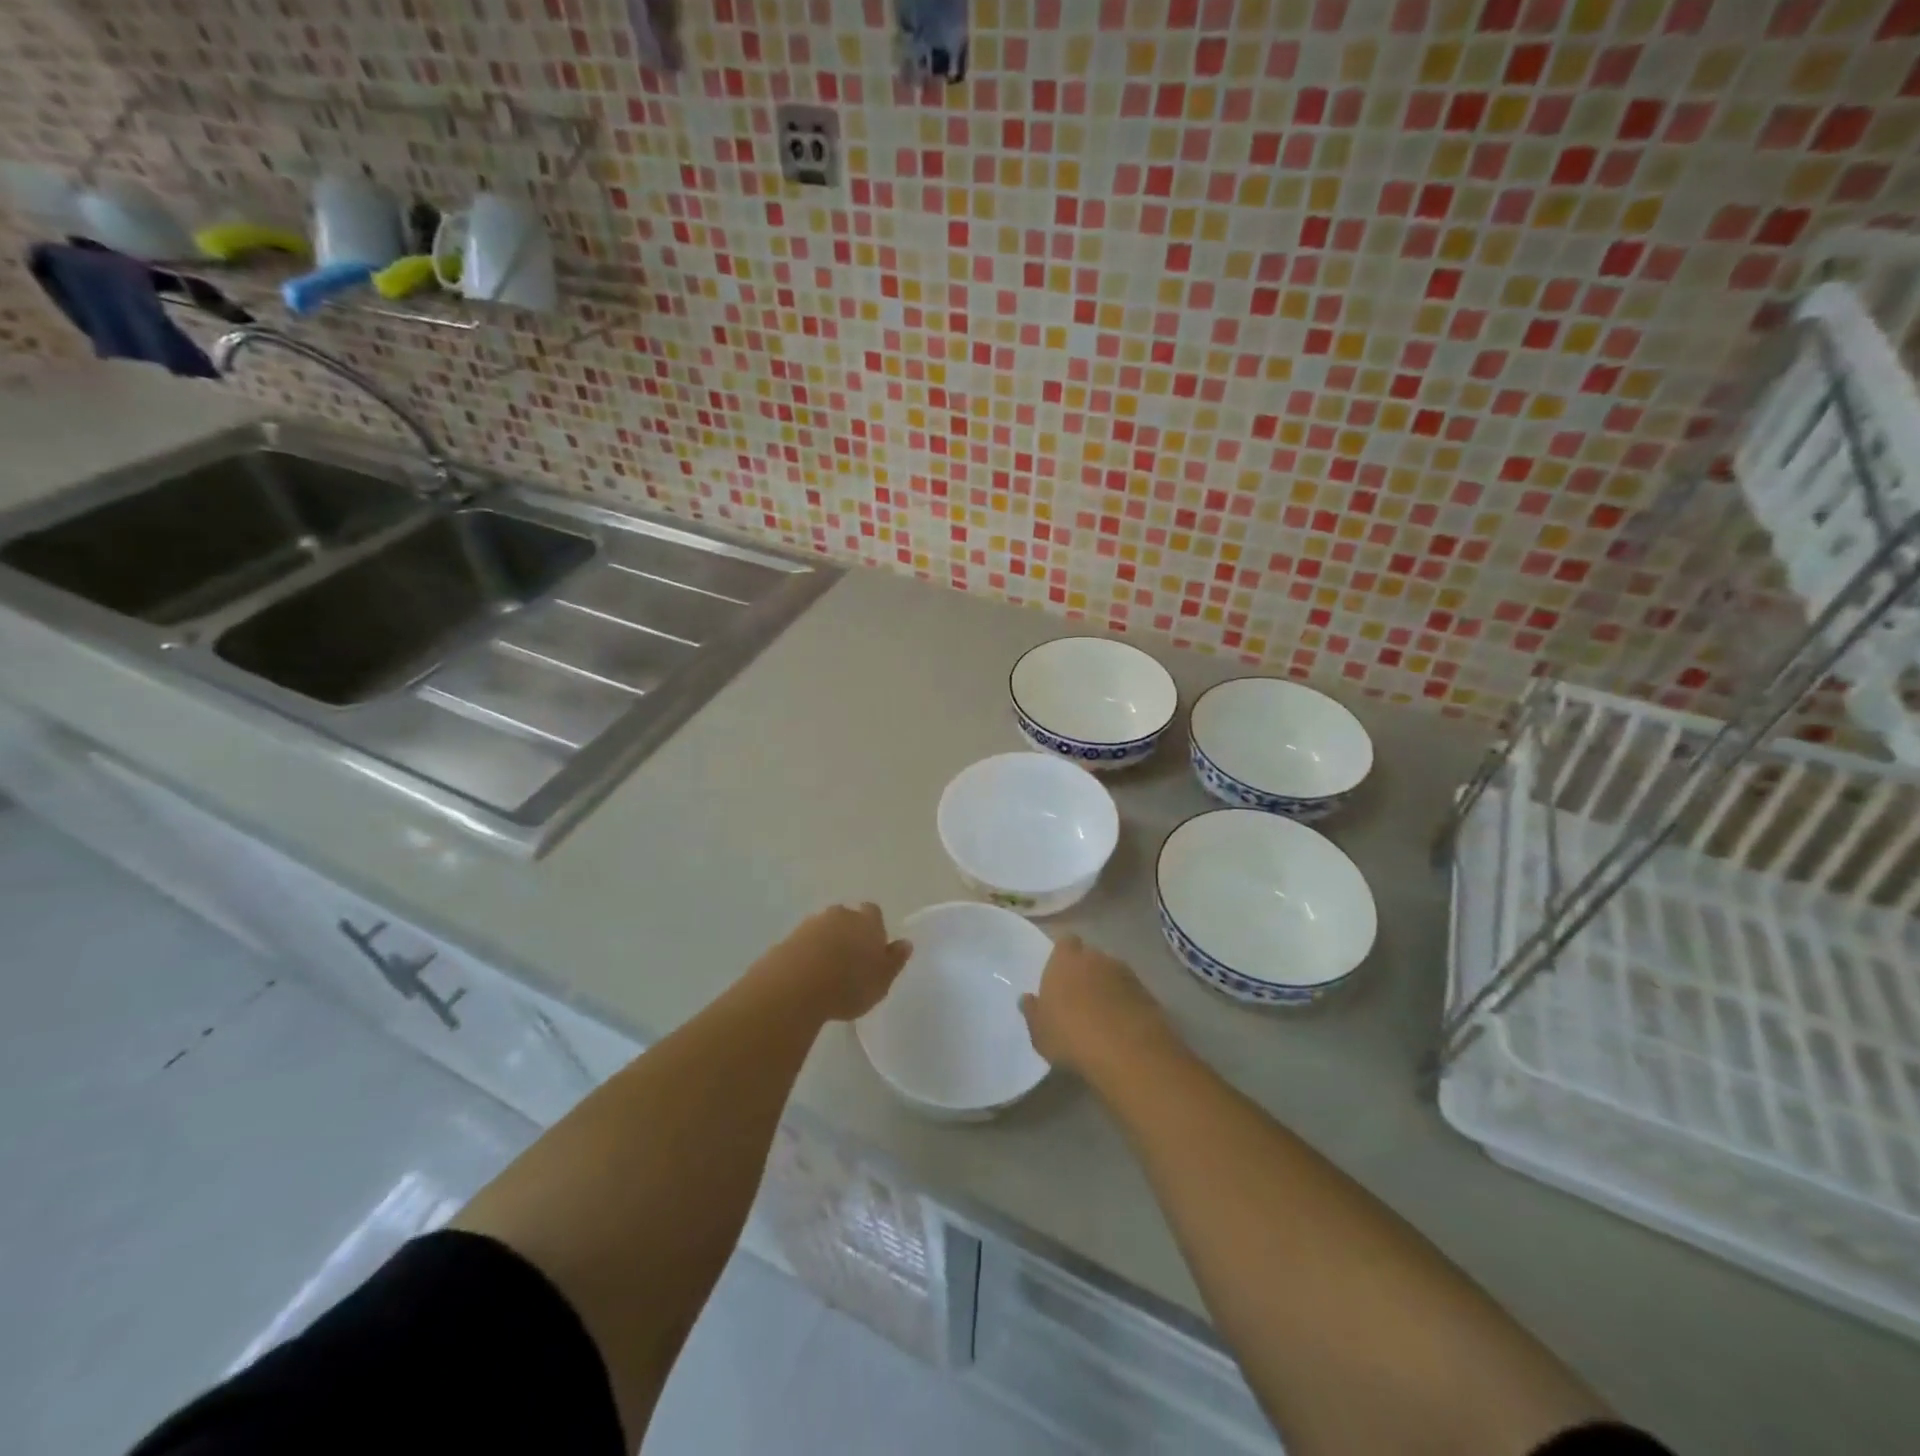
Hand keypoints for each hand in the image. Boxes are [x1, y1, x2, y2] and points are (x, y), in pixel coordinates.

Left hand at [758, 903, 911, 1021]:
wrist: (795, 986)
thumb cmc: (849, 985)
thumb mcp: (882, 981)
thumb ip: (894, 960)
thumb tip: (905, 943)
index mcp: (867, 922)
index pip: (873, 913)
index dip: (873, 927)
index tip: (872, 948)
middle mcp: (840, 915)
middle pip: (847, 917)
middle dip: (848, 933)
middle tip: (850, 960)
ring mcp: (811, 924)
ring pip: (824, 928)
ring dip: (826, 943)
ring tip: (826, 972)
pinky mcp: (788, 938)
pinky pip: (803, 943)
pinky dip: (807, 954)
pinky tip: (807, 975)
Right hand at [1020, 934, 1177, 1078]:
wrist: (1127, 1053)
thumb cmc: (1071, 1038)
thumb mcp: (1040, 1032)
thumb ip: (1032, 1012)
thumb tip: (1027, 998)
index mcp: (1065, 961)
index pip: (1065, 942)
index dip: (1063, 956)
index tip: (1059, 974)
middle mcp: (1096, 958)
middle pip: (1090, 956)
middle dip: (1086, 971)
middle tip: (1079, 997)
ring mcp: (1125, 974)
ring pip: (1112, 973)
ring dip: (1107, 986)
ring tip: (1102, 1014)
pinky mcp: (1147, 993)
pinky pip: (1130, 992)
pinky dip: (1126, 1002)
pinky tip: (1122, 1026)